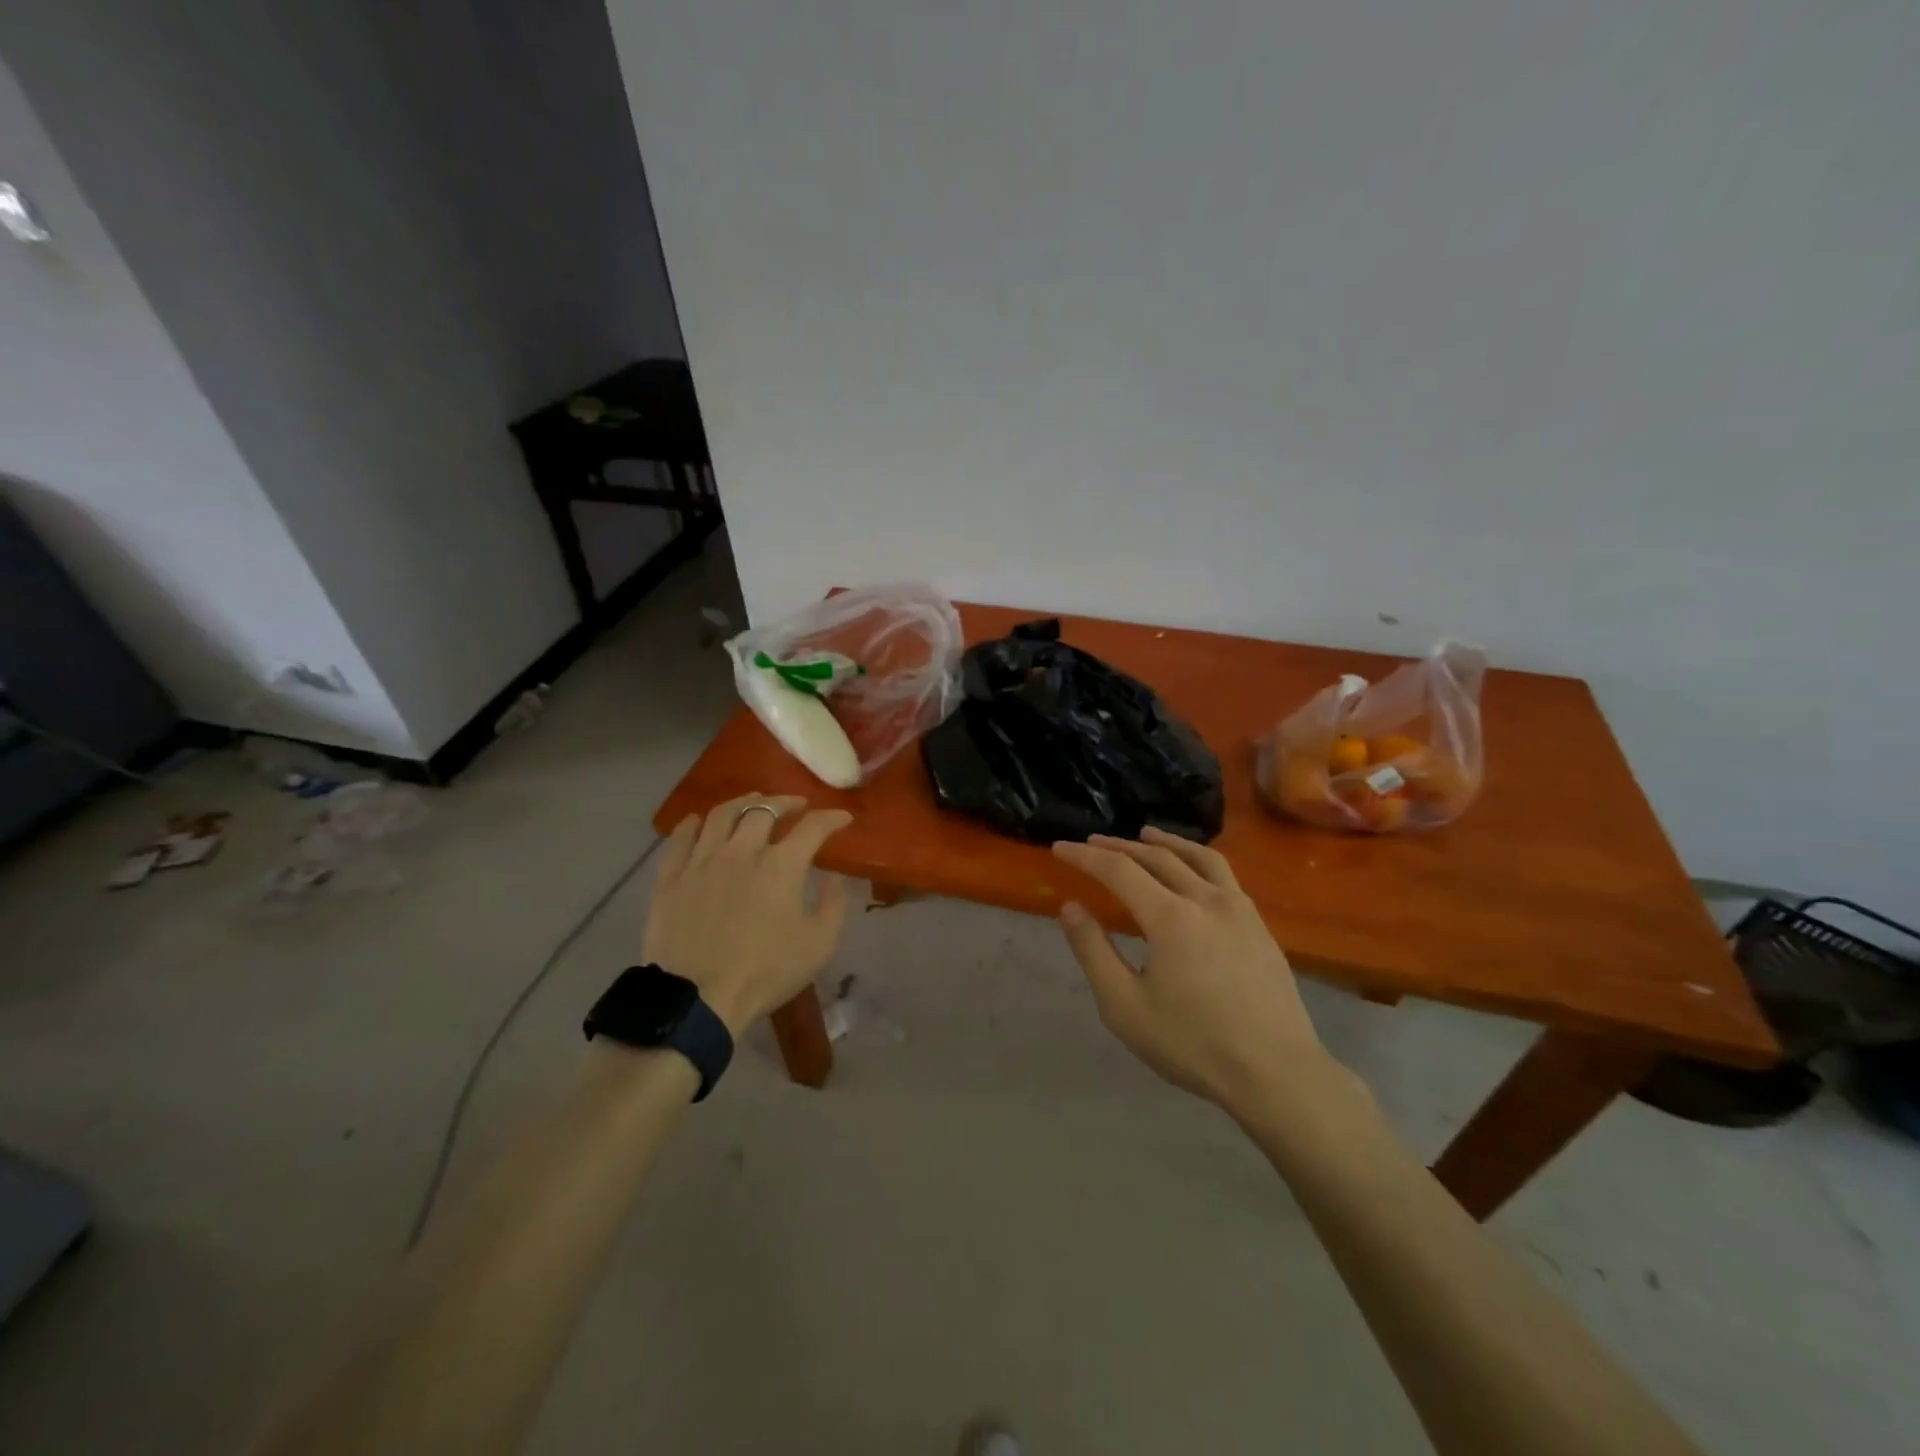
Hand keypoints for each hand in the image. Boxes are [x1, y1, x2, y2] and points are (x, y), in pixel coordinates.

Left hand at [644, 793, 852, 1034]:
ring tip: (753, 803)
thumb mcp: (819, 944)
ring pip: (721, 815)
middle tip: (796, 806)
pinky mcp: (670, 878)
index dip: (831, 818)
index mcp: (781, 866)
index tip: (842, 818)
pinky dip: (694, 824)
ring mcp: (701, 861)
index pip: (812, 828)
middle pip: (764, 810)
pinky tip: (700, 822)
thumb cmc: (765, 972)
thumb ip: (833, 904)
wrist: (698, 1000)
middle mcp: (741, 851)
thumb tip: (833, 877)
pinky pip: (680, 838)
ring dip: (743, 803)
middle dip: (786, 802)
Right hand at [1052, 827, 1328, 1115]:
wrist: (1277, 1073)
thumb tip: (1071, 907)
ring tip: (1145, 835)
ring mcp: (1239, 909)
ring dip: (1165, 842)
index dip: (1085, 856)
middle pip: (1157, 857)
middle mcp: (1205, 899)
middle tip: (1092, 842)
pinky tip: (1193, 872)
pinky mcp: (1259, 925)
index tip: (1060, 848)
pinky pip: (1224, 875)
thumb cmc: (1192, 1044)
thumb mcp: (1124, 1006)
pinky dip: (1197, 860)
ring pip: (1197, 857)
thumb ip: (1093, 951)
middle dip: (1119, 846)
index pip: (1119, 869)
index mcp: (1170, 917)